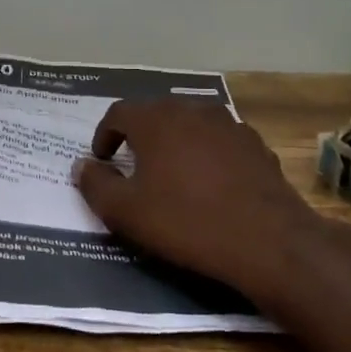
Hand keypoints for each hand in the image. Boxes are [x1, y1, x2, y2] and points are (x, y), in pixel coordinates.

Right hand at [73, 98, 350, 303]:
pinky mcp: (256, 145)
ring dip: (174, 142)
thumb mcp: (125, 212)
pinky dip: (204, 154)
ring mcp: (229, 124)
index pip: (118, 113)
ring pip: (189, 125)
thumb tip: (83, 166)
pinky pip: (218, 141)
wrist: (268, 241)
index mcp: (156, 120)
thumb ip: (96, 185)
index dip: (104, 135)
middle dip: (139, 135)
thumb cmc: (186, 222)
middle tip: (131, 165)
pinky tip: (208, 184)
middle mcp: (192, 110)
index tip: (101, 160)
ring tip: (169, 173)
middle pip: (155, 113)